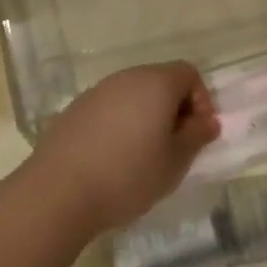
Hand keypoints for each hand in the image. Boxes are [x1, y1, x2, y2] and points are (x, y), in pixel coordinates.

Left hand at [27, 62, 219, 235]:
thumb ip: (197, 135)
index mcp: (155, 83)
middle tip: (175, 146)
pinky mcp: (73, 111)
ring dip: (146, 118)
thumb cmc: (130, 175)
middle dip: (174, 109)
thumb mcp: (176, 161)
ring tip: (144, 156)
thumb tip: (206, 121)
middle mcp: (125, 78)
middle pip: (159, 81)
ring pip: (132, 96)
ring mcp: (95, 93)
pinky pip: (108, 110)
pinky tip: (114, 159)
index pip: (188, 73)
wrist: (59, 192)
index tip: (198, 133)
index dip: (201, 100)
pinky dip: (120, 126)